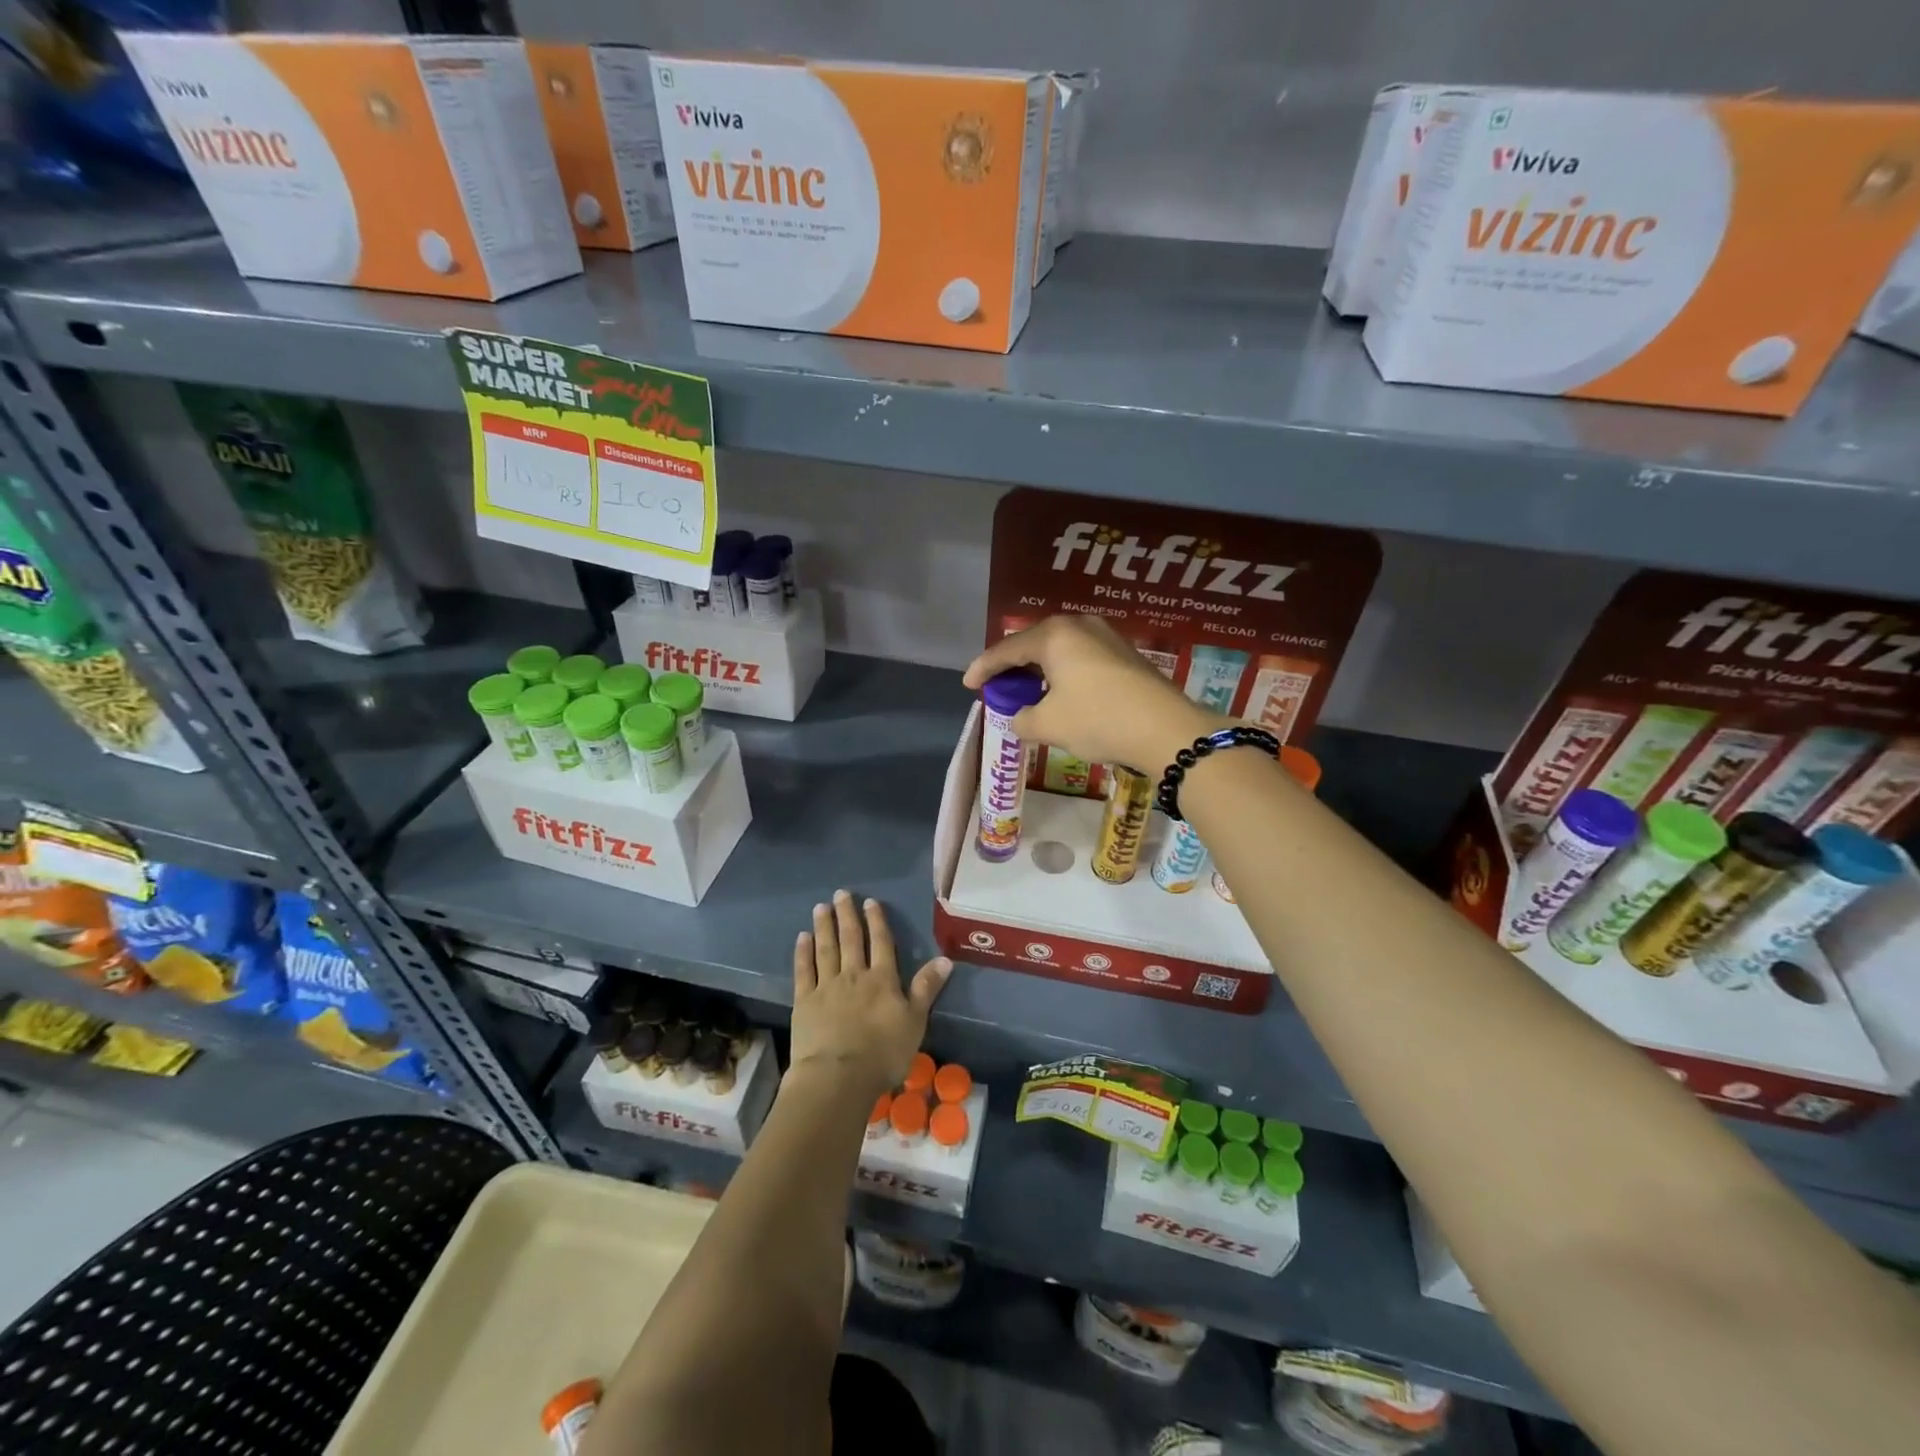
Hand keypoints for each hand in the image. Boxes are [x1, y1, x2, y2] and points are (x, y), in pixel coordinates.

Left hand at [791, 890, 951, 1097]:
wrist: (838, 1077)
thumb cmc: (883, 1053)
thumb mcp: (915, 1021)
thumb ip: (926, 988)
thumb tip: (945, 958)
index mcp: (882, 979)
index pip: (881, 943)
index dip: (876, 921)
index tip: (870, 902)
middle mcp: (854, 975)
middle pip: (851, 939)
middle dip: (847, 915)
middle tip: (841, 893)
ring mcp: (826, 986)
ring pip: (826, 949)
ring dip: (824, 927)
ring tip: (821, 907)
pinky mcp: (804, 1002)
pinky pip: (804, 971)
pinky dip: (803, 953)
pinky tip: (802, 938)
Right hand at [963, 613, 1224, 772]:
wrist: (1167, 731)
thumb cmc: (1098, 720)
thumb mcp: (1048, 725)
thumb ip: (1022, 719)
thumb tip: (1021, 718)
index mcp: (1055, 634)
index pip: (1008, 649)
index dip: (984, 668)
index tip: (968, 684)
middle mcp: (1080, 626)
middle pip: (1035, 643)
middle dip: (1013, 666)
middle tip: (998, 686)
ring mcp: (1108, 638)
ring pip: (1061, 651)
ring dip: (1040, 671)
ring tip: (1027, 692)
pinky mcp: (1126, 655)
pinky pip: (1082, 659)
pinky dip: (1064, 675)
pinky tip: (1061, 694)